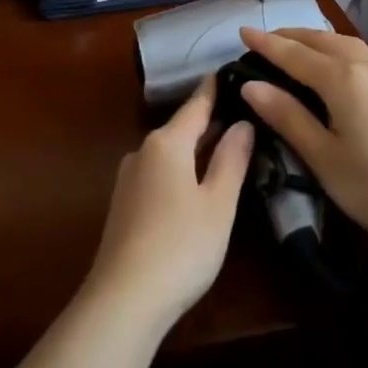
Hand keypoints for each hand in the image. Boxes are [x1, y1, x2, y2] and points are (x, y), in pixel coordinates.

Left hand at [85, 76, 254, 332]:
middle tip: (244, 111)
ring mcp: (128, 179)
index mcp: (166, 143)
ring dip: (195, 147)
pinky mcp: (124, 205)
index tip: (231, 69)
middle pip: (181, 128)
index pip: (196, 105)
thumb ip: (231, 159)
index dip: (215, 88)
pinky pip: (159, 173)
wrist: (124, 299)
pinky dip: (181, 169)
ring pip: (169, 152)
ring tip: (227, 145)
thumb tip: (242, 122)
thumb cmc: (181, 245)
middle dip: (210, 120)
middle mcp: (142, 152)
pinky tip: (196, 182)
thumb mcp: (218, 203)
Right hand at [236, 28, 367, 249]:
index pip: (295, 55)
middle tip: (264, 39)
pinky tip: (334, 66)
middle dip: (291, 36)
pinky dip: (338, 51)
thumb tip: (250, 84)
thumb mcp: (321, 155)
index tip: (241, 31)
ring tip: (296, 46)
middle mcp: (367, 69)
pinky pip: (362, 57)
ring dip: (317, 40)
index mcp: (343, 80)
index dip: (266, 43)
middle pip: (323, 41)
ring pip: (346, 45)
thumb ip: (286, 115)